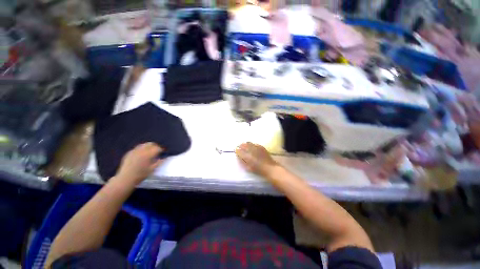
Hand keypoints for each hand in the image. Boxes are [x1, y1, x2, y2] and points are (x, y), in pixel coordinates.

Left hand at [116, 143, 164, 184]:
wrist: (125, 179)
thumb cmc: (140, 175)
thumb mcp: (152, 169)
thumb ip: (159, 162)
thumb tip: (164, 158)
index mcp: (148, 155)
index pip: (157, 148)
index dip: (161, 150)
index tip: (162, 152)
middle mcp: (141, 151)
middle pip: (150, 144)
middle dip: (155, 146)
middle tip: (157, 151)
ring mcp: (134, 151)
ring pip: (143, 145)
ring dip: (148, 147)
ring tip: (149, 152)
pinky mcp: (129, 153)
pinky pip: (137, 148)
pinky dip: (141, 149)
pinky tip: (141, 154)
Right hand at [236, 142, 278, 176]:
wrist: (269, 168)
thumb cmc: (258, 169)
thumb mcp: (248, 167)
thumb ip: (242, 161)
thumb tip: (239, 156)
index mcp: (246, 156)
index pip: (239, 150)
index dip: (237, 149)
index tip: (235, 149)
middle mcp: (250, 150)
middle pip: (243, 145)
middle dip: (240, 145)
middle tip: (239, 146)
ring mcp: (256, 148)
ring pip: (249, 143)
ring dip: (245, 144)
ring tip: (244, 145)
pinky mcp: (261, 147)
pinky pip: (255, 144)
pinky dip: (252, 144)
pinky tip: (252, 145)